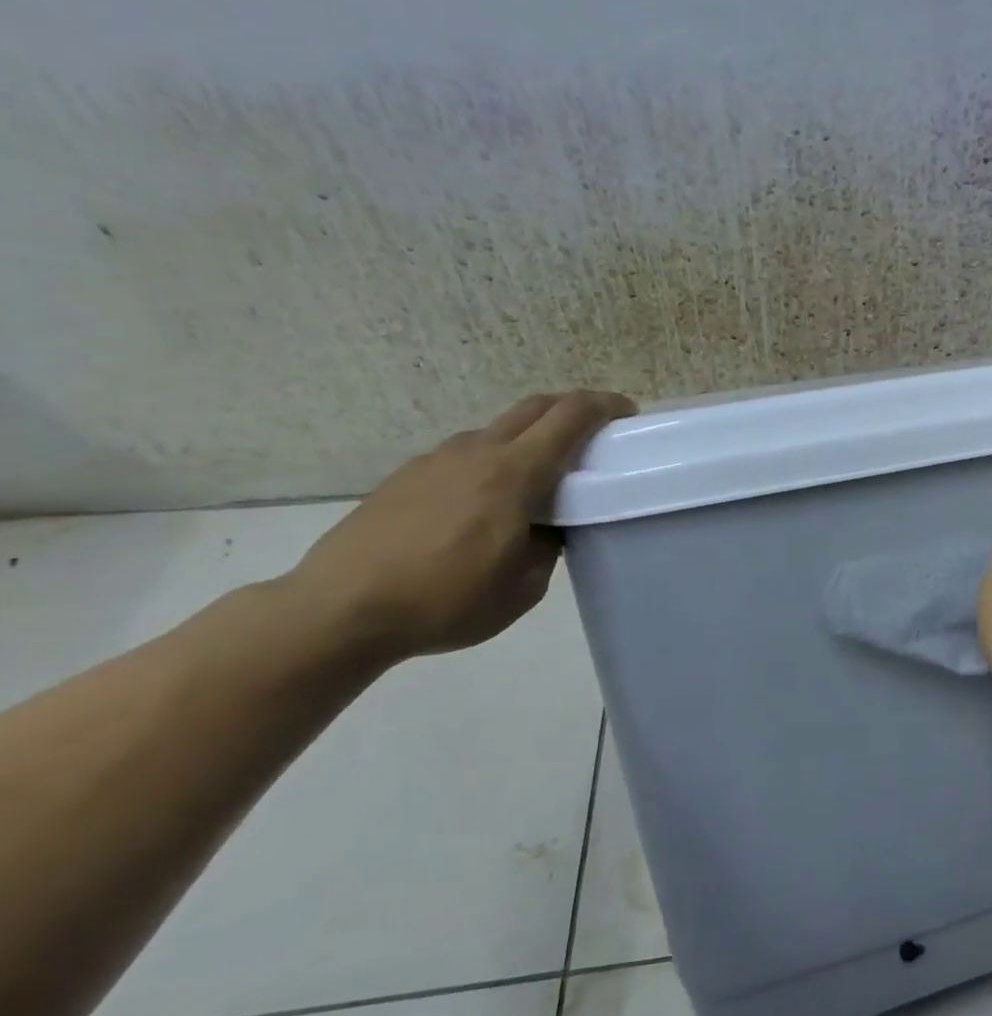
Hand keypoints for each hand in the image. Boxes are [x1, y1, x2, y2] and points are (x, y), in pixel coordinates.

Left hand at [287, 391, 633, 660]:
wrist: (339, 609)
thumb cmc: (446, 600)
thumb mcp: (524, 587)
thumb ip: (547, 546)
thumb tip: (546, 527)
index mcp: (512, 474)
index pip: (569, 417)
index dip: (604, 406)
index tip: (628, 413)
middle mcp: (475, 453)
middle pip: (533, 408)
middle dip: (571, 409)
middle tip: (595, 432)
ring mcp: (435, 461)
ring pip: (496, 430)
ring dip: (528, 438)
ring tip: (539, 477)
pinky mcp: (406, 477)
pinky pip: (464, 455)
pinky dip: (492, 461)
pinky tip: (486, 502)